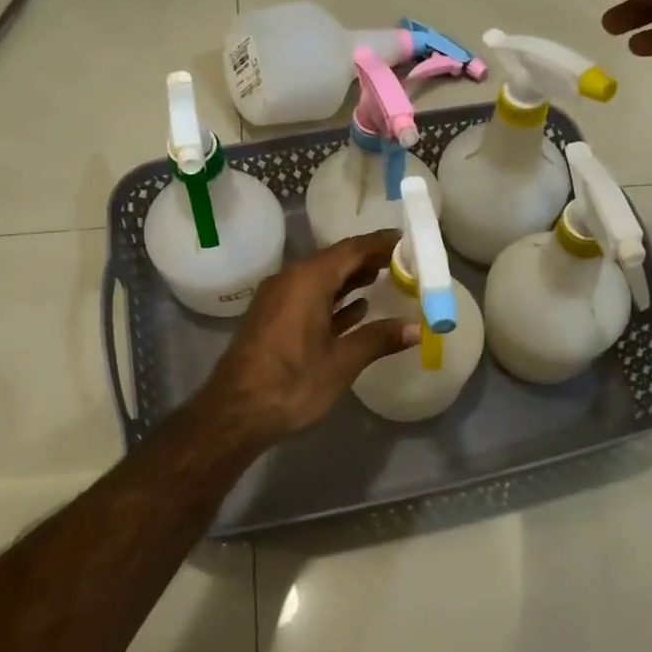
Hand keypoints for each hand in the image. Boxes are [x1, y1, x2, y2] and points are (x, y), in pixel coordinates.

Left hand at [201, 230, 419, 444]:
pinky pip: (309, 297)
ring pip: (321, 279)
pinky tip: (357, 309)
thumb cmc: (291, 384)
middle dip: (368, 259)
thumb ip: (379, 339)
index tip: (407, 238)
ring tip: (386, 278)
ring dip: (351, 278)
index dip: (380, 243)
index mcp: (307, 280)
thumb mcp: (342, 362)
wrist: (235, 414)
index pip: (351, 249)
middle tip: (403, 260)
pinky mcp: (273, 319)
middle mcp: (290, 280)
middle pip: (335, 260)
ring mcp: (278, 300)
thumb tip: (417, 328)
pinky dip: (334, 298)